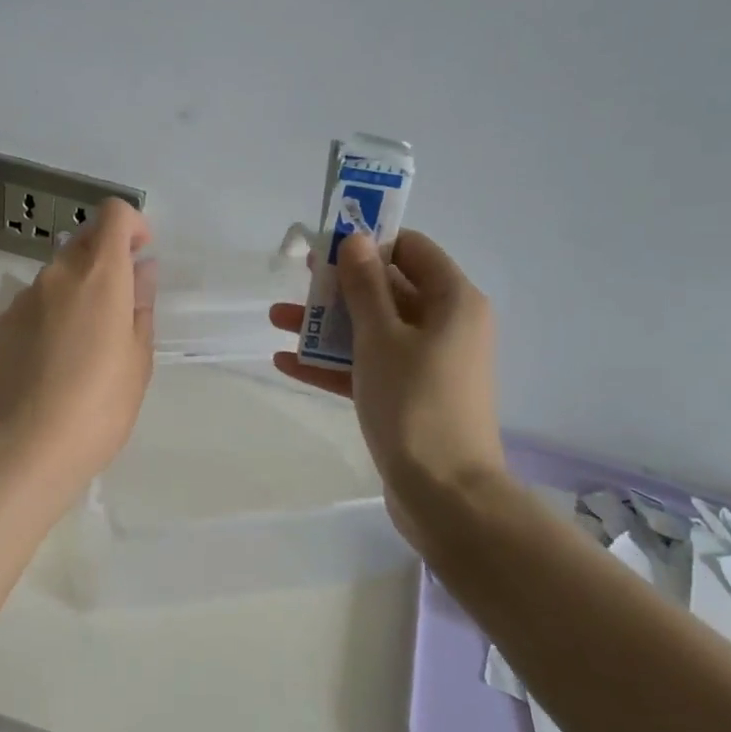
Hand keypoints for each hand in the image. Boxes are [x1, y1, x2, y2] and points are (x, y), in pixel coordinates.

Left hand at [0, 199, 155, 505]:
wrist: (18, 451)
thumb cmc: (96, 409)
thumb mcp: (137, 362)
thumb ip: (139, 307)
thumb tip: (141, 270)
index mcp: (99, 277)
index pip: (113, 215)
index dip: (132, 225)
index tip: (141, 256)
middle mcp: (56, 275)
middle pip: (83, 241)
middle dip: (106, 258)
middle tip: (119, 306)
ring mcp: (21, 300)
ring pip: (56, 275)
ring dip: (77, 290)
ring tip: (85, 344)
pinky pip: (33, 304)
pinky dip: (50, 314)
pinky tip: (52, 361)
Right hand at [269, 230, 502, 542]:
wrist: (443, 493)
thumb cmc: (414, 402)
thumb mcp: (381, 336)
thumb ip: (365, 286)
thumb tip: (356, 239)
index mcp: (454, 301)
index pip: (412, 250)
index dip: (371, 242)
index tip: (328, 245)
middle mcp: (446, 326)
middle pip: (389, 290)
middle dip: (340, 286)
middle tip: (298, 281)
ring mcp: (427, 364)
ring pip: (374, 330)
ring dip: (328, 326)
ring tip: (276, 321)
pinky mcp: (409, 396)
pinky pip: (370, 367)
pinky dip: (334, 363)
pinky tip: (287, 362)